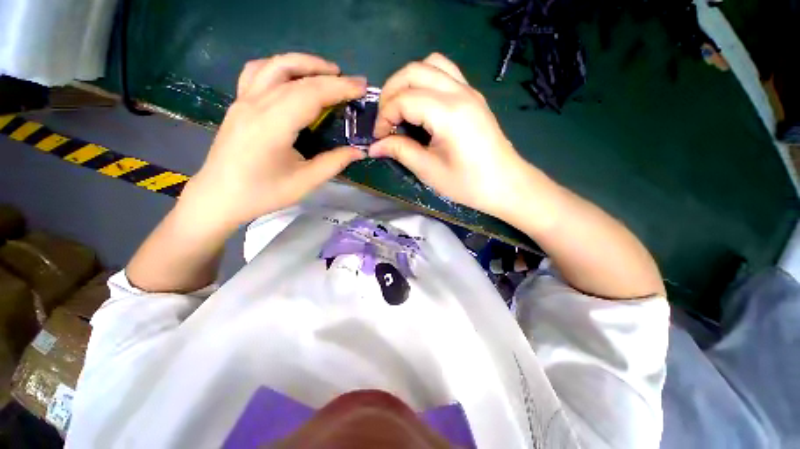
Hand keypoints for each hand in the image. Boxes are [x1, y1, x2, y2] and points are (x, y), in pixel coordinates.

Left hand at [184, 53, 367, 228]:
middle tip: (353, 83)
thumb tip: (359, 151)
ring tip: (328, 72)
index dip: (339, 88)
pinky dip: (281, 68)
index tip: (362, 87)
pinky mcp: (238, 104)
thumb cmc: (263, 193)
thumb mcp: (305, 182)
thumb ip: (334, 162)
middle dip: (329, 75)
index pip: (310, 94)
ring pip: (275, 65)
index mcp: (272, 126)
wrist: (220, 197)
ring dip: (305, 63)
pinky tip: (294, 77)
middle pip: (296, 76)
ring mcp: (243, 101)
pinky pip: (258, 72)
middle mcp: (255, 105)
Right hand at [369, 53, 528, 217]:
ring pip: (430, 64)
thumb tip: (374, 146)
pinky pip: (445, 73)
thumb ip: (400, 151)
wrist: (505, 184)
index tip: (379, 137)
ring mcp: (469, 90)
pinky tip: (422, 105)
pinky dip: (426, 81)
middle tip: (385, 120)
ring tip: (401, 108)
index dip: (384, 116)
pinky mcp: (473, 96)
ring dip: (408, 81)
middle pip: (413, 71)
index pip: (404, 99)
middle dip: (391, 92)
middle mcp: (459, 92)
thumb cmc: (468, 183)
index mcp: (448, 113)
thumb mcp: (429, 171)